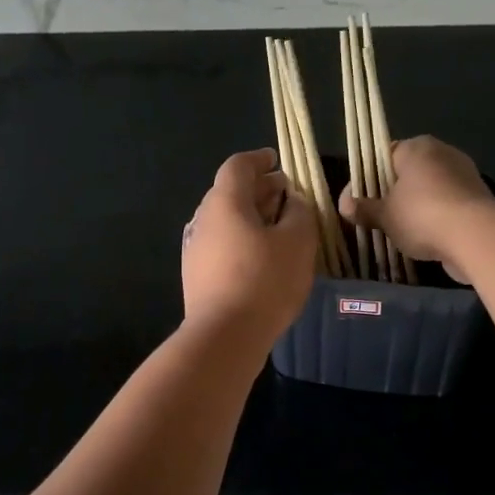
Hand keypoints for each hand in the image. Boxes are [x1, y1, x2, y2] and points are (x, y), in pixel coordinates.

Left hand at [182, 149, 316, 347]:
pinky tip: (262, 257)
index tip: (277, 160)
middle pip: (230, 192)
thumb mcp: (297, 242)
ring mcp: (195, 248)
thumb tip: (292, 200)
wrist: (223, 336)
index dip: (259, 159)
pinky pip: (222, 244)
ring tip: (279, 227)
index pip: (238, 166)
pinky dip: (242, 239)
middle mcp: (203, 219)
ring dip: (251, 216)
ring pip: (226, 220)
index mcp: (224, 202)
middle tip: (286, 194)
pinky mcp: (196, 275)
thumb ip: (299, 212)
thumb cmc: (264, 281)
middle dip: (259, 189)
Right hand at [339, 135, 494, 283]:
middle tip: (376, 217)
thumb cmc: (422, 215)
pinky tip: (425, 237)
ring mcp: (464, 174)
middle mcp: (442, 152)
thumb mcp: (385, 215)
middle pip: (408, 172)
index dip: (367, 177)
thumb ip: (364, 209)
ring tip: (399, 231)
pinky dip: (436, 217)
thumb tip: (344, 205)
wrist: (476, 236)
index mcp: (416, 147)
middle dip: (392, 193)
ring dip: (415, 207)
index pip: (384, 155)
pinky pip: (447, 204)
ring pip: (429, 189)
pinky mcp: (478, 197)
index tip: (359, 200)